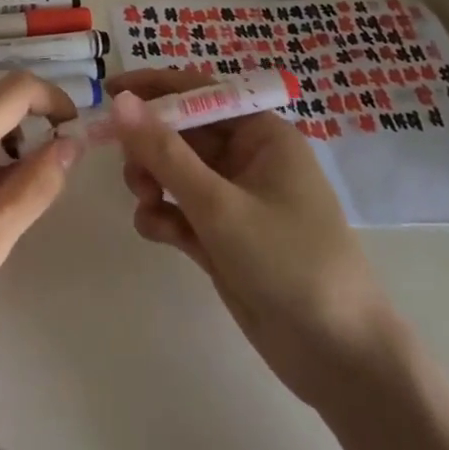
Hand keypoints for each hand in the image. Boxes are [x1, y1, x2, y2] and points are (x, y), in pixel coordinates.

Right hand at [109, 70, 395, 411]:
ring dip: (152, 180)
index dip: (154, 88)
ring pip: (176, 171)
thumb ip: (164, 152)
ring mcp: (235, 200)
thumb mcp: (220, 205)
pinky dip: (163, 215)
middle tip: (128, 168)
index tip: (108, 91)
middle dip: (149, 145)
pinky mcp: (224, 238)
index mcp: (261, 134)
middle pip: (182, 132)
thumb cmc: (289, 262)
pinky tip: (155, 231)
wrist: (340, 361)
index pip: (199, 92)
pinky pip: (182, 210)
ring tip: (144, 201)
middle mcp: (248, 159)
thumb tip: (121, 102)